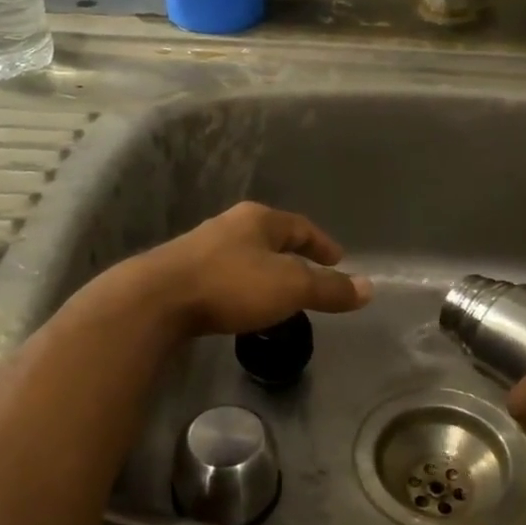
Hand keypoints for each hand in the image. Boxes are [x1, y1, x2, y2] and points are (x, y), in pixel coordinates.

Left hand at [130, 202, 372, 337]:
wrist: (156, 300)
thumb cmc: (232, 285)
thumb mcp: (291, 287)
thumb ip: (330, 289)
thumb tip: (370, 288)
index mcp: (258, 220)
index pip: (300, 226)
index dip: (322, 243)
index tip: (338, 260)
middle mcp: (229, 225)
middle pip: (271, 237)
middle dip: (293, 255)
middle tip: (311, 275)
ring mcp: (201, 247)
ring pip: (245, 255)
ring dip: (265, 271)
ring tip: (278, 293)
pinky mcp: (181, 272)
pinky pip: (224, 274)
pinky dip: (242, 285)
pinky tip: (240, 304)